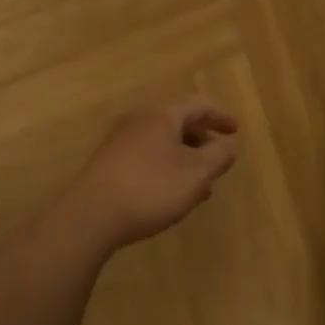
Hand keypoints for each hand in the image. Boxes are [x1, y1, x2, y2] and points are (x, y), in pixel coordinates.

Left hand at [66, 98, 238, 250]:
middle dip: (202, 143)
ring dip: (184, 160)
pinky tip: (168, 197)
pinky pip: (146, 158)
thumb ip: (219, 156)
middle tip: (217, 164)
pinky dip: (165, 169)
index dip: (221, 117)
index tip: (236, 132)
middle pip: (179, 123)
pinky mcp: (107, 165)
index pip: (199, 106)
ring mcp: (120, 142)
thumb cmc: (150, 188)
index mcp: (163, 115)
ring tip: (197, 188)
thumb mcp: (196, 173)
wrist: (89, 217)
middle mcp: (140, 121)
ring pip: (163, 144)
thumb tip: (229, 144)